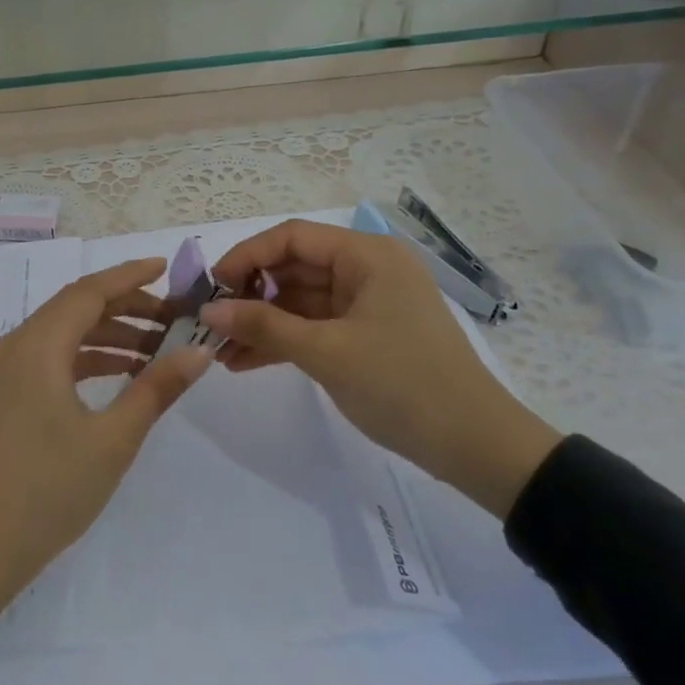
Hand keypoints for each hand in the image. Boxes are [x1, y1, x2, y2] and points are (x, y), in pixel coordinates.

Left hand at [0, 257, 211, 601]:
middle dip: (127, 307)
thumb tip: (198, 352)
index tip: (168, 268)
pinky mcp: (9, 395)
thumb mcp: (113, 438)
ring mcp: (8, 371)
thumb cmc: (49, 489)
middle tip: (175, 319)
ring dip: (111, 335)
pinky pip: (54, 358)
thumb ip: (156, 388)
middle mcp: (18, 346)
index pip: (89, 292)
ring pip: (66, 334)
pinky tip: (124, 374)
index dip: (130, 276)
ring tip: (160, 349)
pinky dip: (90, 358)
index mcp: (38, 345)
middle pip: (77, 308)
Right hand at [200, 220, 560, 517]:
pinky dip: (282, 341)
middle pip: (292, 267)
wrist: (476, 446)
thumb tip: (208, 310)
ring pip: (298, 301)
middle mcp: (366, 270)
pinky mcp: (365, 335)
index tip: (211, 288)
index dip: (246, 257)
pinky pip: (313, 327)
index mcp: (366, 256)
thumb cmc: (403, 384)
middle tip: (209, 323)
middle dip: (248, 295)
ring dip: (260, 323)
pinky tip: (243, 363)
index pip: (291, 237)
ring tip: (218, 351)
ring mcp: (366, 304)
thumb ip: (263, 326)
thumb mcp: (326, 352)